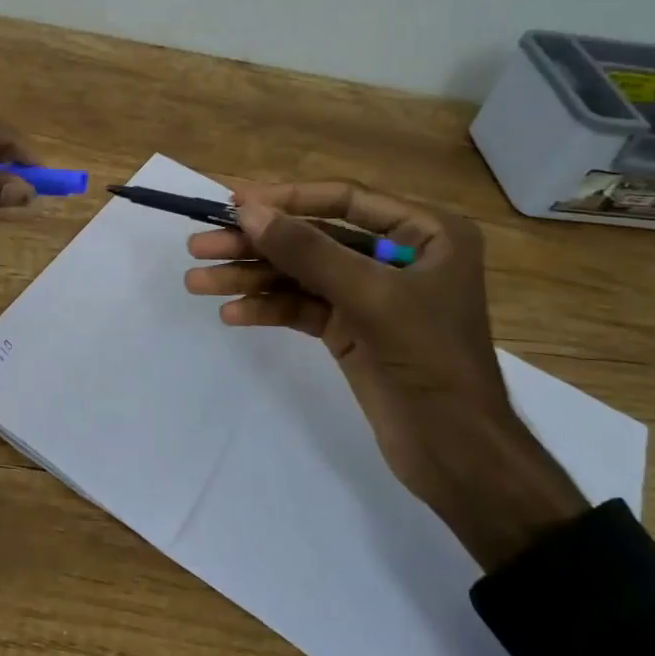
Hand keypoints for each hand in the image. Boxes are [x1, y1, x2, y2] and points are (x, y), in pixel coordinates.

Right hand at [184, 182, 586, 570]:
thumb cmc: (430, 361)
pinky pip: (302, 308)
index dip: (287, 199)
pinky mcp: (351, 330)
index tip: (233, 203)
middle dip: (256, 245)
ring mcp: (371, 295)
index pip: (345, 201)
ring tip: (197, 282)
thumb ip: (309, 252)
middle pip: (314, 239)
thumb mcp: (371, 298)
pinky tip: (232, 314)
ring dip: (250, 278)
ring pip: (301, 275)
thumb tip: (248, 211)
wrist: (457, 456)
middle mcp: (397, 256)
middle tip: (198, 246)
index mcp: (425, 234)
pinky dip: (268, 309)